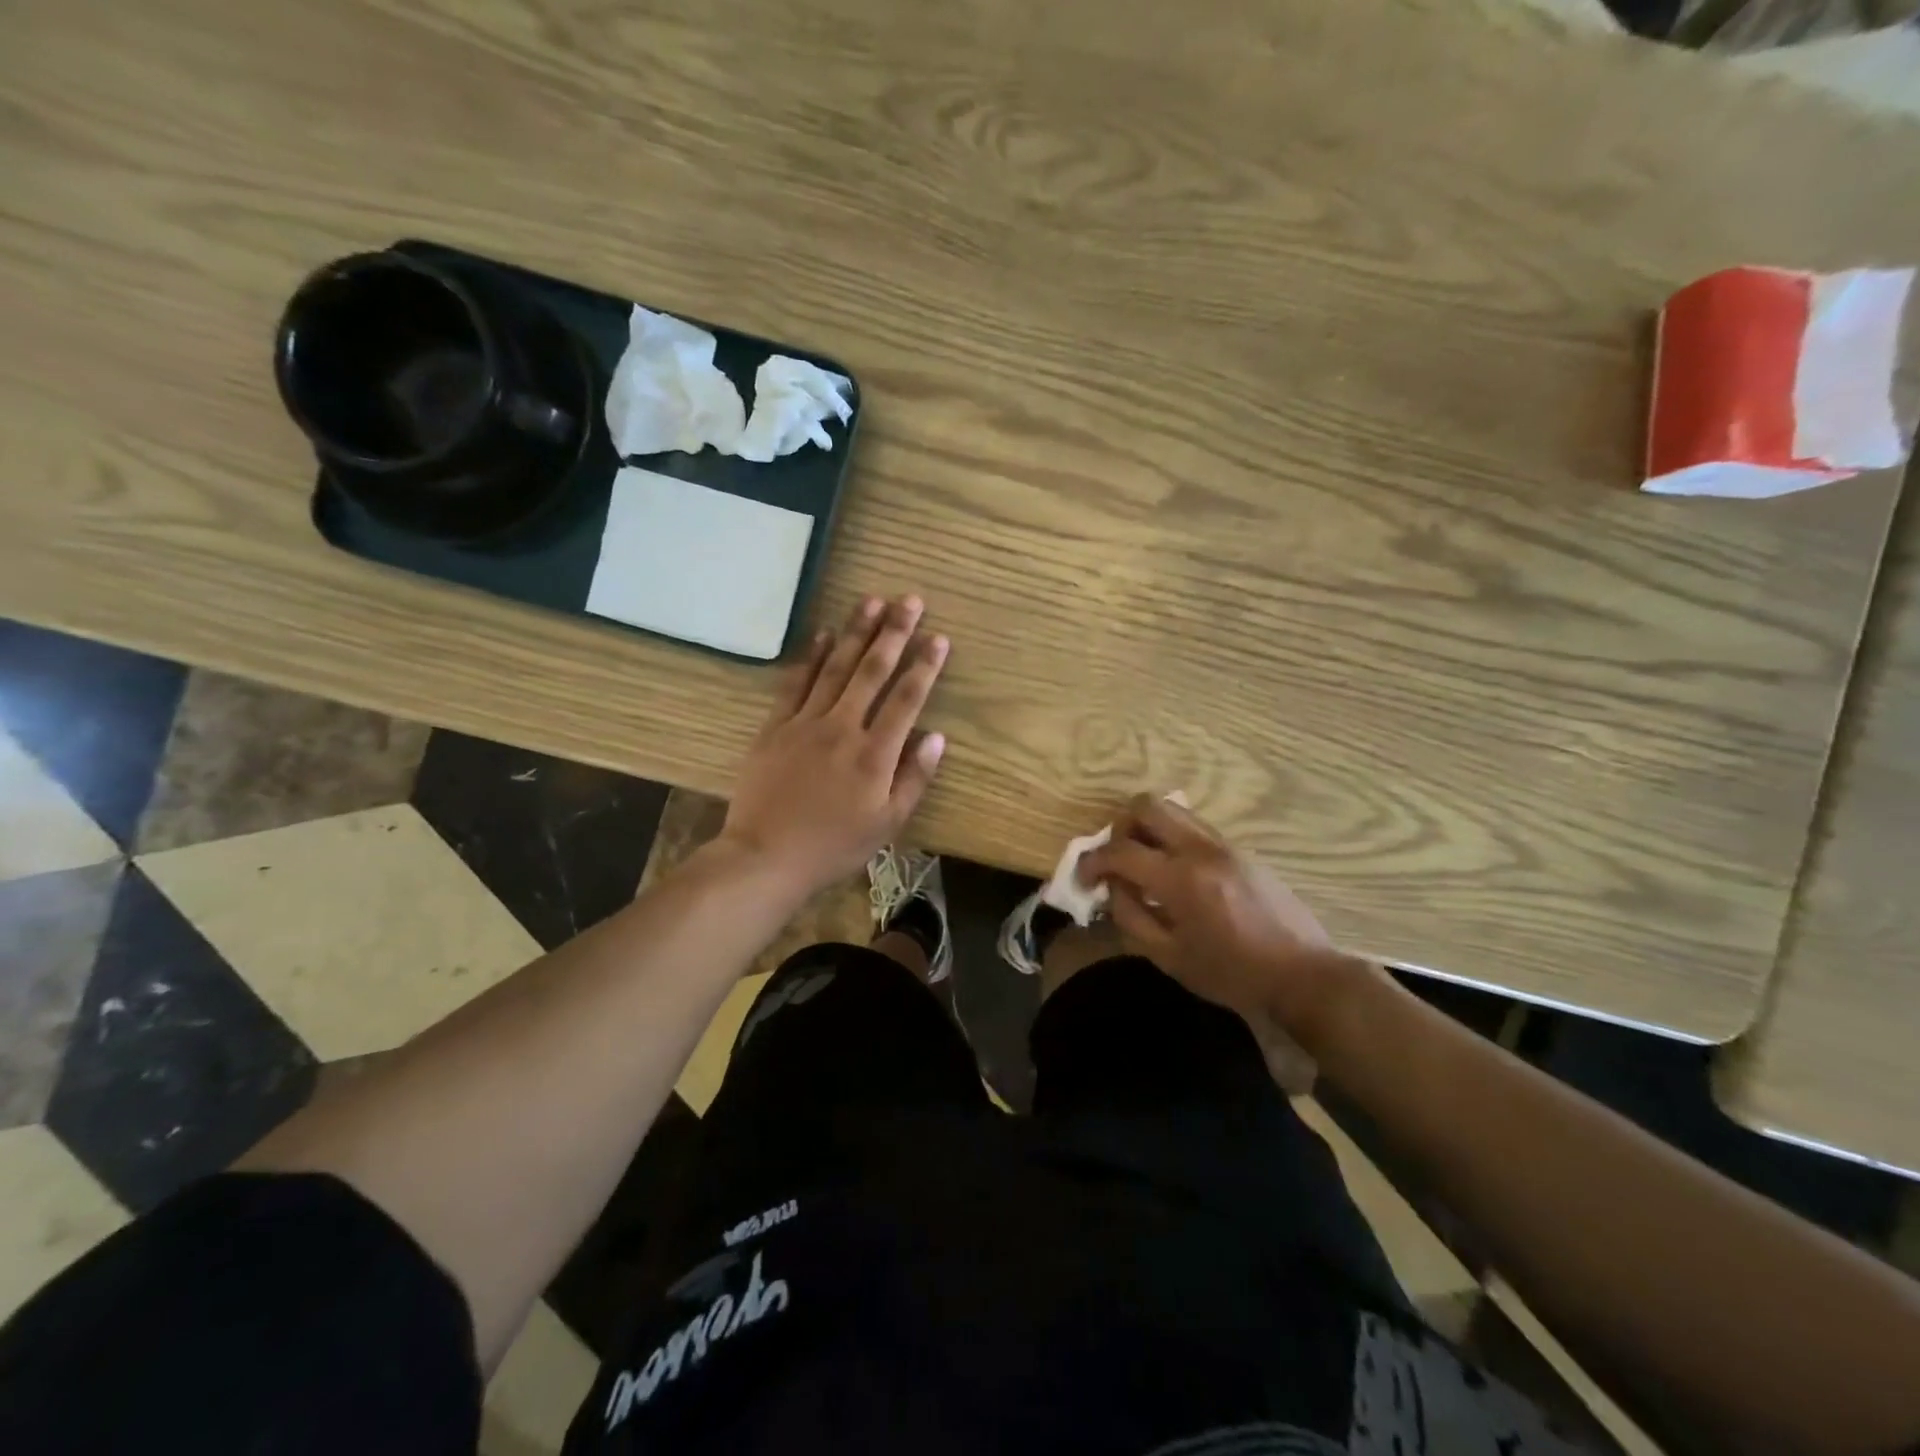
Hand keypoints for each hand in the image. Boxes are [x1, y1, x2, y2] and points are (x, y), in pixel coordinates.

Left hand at [717, 594, 948, 898]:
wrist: (766, 856)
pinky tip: (822, 633)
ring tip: (872, 601)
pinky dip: (810, 656)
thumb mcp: (887, 824)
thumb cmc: (834, 846)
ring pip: (835, 667)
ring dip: (855, 632)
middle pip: (872, 671)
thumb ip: (914, 778)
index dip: (925, 666)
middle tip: (909, 600)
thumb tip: (937, 737)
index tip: (939, 637)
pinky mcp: (775, 726)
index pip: (906, 699)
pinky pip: (795, 683)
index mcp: (875, 754)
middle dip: (894, 633)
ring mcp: (805, 722)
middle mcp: (843, 727)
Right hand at [1079, 794, 1354, 1038]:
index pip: (1120, 850)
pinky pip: (1194, 827)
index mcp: (1181, 879)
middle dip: (1120, 828)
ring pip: (1173, 809)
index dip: (1091, 861)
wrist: (1303, 974)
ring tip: (1144, 864)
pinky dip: (1172, 838)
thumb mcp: (1169, 958)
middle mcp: (1201, 849)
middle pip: (1147, 806)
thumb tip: (1113, 887)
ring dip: (1147, 828)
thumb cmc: (1232, 974)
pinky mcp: (1240, 850)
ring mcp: (1224, 845)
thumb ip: (1131, 917)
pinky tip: (1176, 874)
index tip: (1082, 878)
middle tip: (1117, 860)